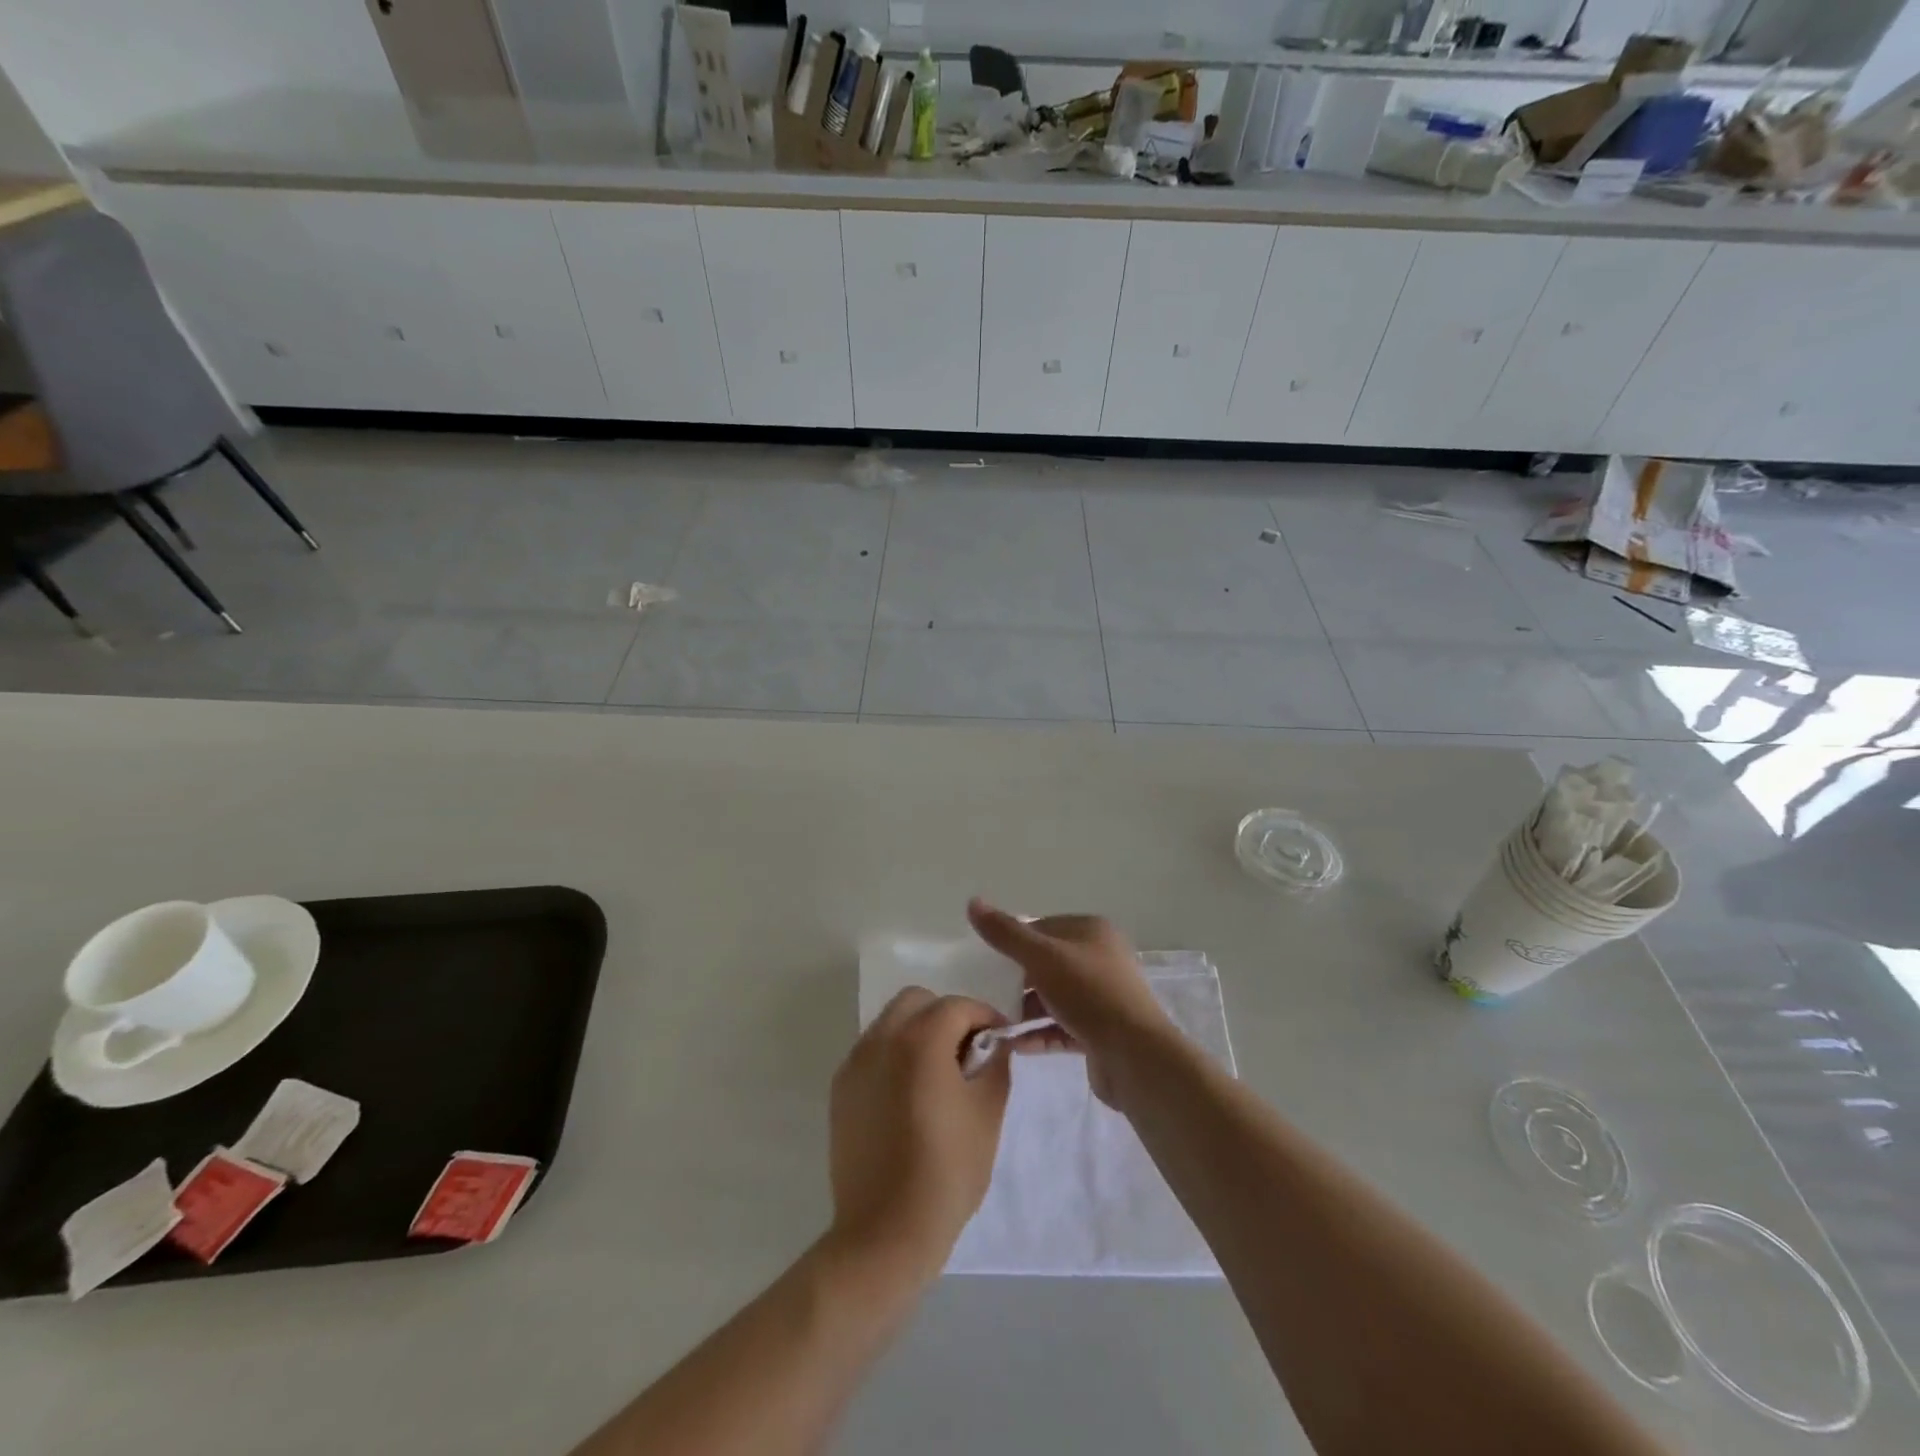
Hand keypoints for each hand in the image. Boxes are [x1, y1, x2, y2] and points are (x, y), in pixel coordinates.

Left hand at [827, 990, 1010, 1285]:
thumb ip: (995, 1065)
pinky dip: (895, 1054)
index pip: (957, 1006)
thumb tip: (993, 1044)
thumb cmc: (946, 1172)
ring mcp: (855, 1063)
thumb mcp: (987, 1114)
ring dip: (919, 1031)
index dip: (985, 1016)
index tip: (1001, 1039)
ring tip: (939, 1073)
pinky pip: (872, 1051)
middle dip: (947, 1015)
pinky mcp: (841, 1089)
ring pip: (891, 1022)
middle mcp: (881, 1040)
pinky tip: (910, 1094)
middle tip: (968, 1050)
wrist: (884, 1233)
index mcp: (920, 1041)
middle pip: (917, 1001)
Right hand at [965, 898, 1172, 1106]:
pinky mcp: (1100, 1032)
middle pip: (1048, 963)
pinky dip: (1038, 1033)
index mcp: (1092, 931)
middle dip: (1017, 979)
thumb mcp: (1042, 957)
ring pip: (1054, 997)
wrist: (1135, 1056)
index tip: (987, 960)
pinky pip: (1061, 1027)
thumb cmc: (1088, 993)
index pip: (1044, 926)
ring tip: (993, 1021)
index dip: (1015, 940)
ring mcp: (1102, 997)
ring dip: (1025, 1009)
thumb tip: (973, 901)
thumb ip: (1005, 933)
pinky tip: (1012, 1044)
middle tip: (986, 992)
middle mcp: (1100, 959)